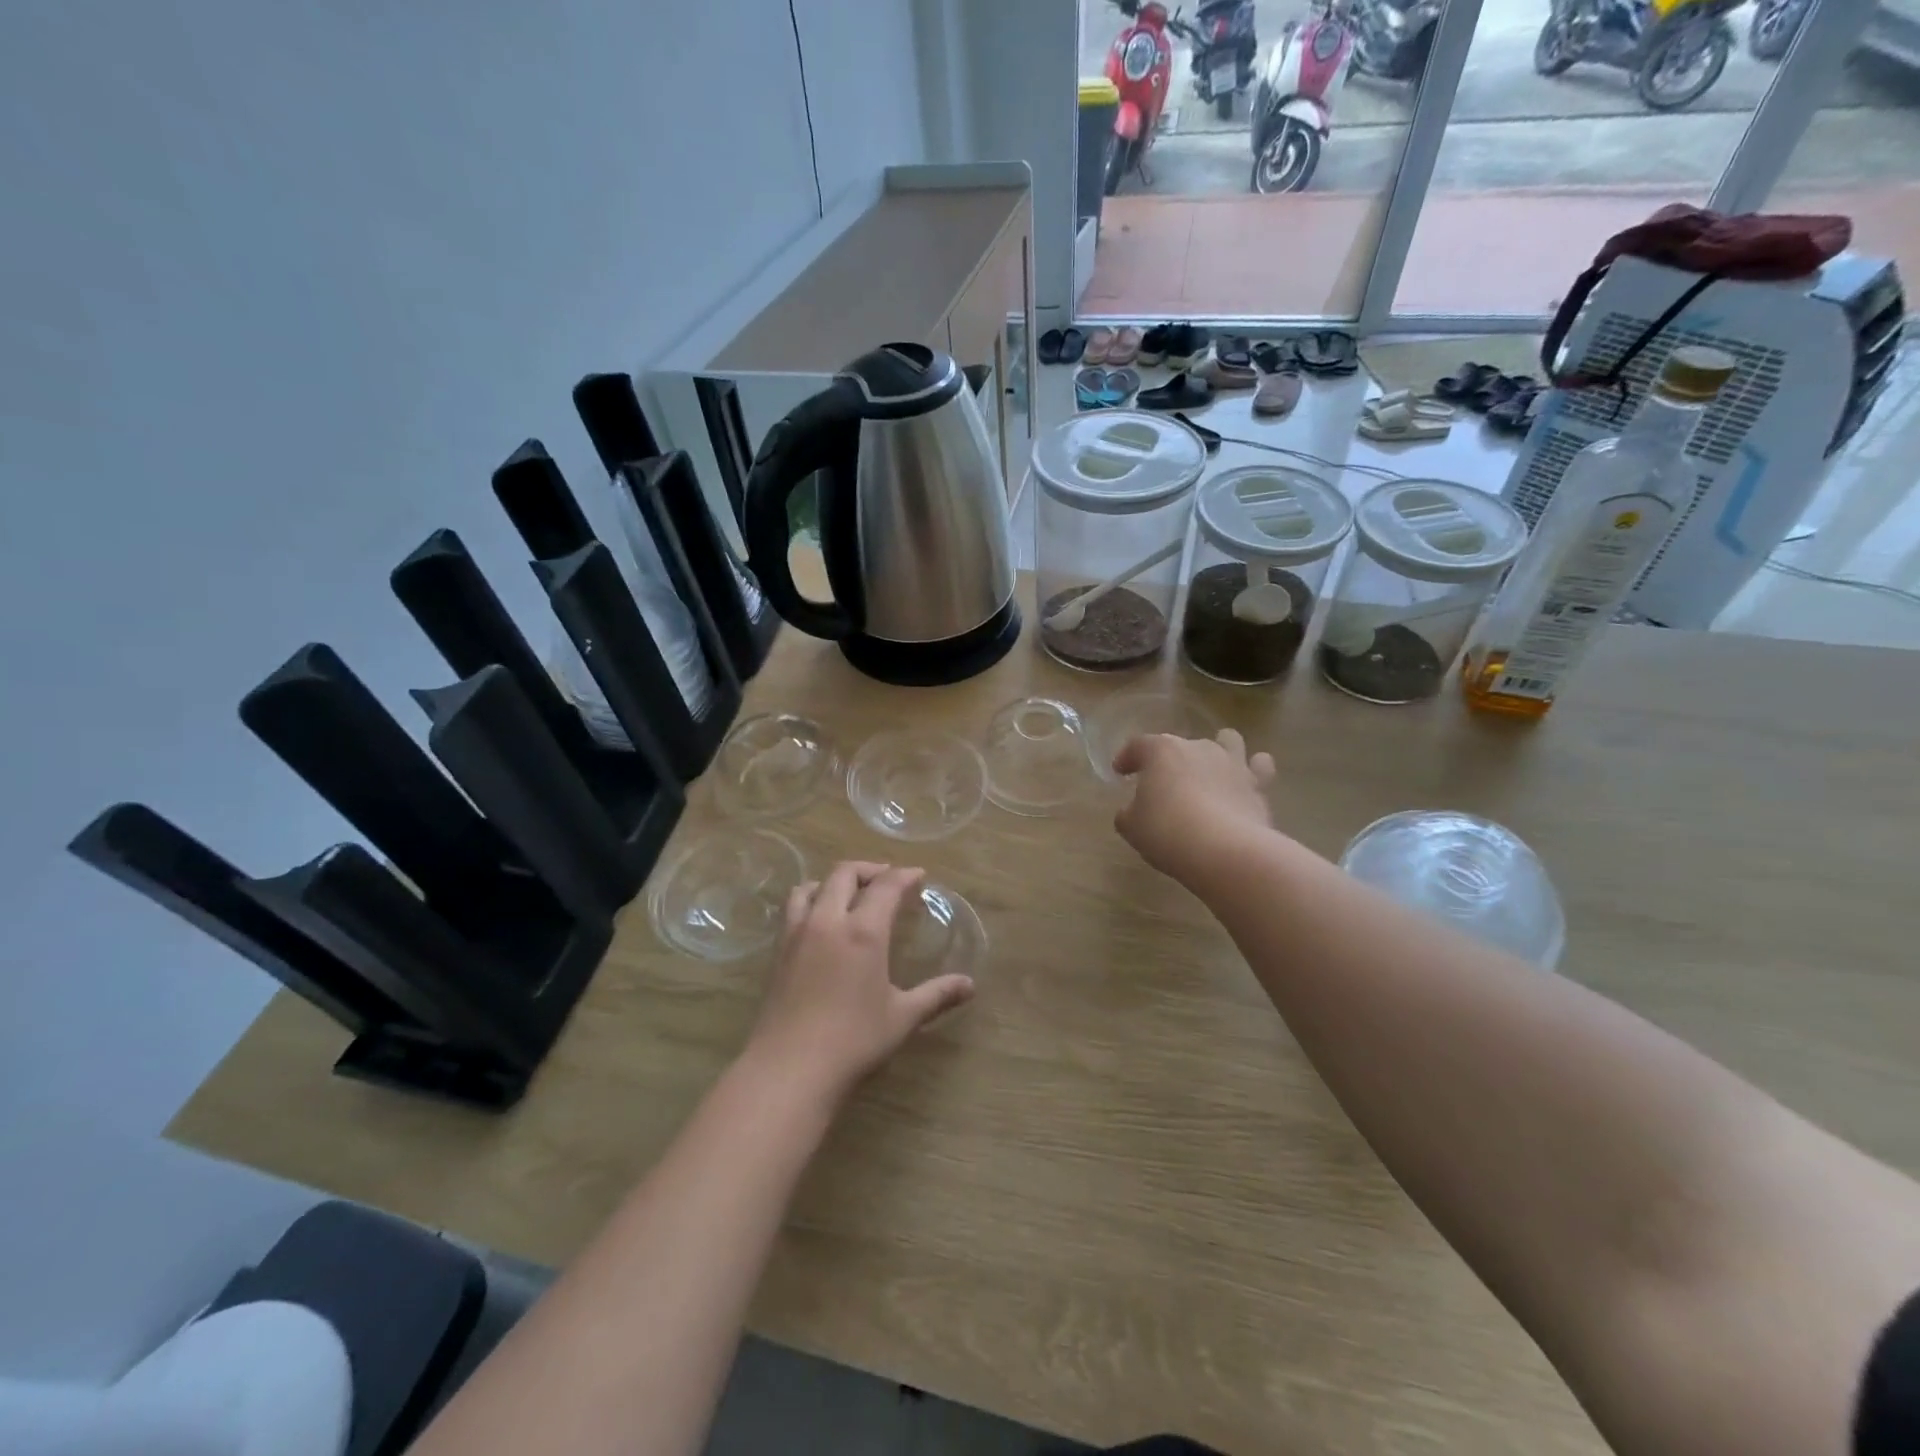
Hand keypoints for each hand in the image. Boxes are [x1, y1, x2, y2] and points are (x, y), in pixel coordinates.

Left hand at [747, 861, 975, 1101]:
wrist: (789, 1068)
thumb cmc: (853, 1041)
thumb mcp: (902, 1017)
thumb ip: (936, 995)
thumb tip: (970, 985)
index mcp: (863, 931)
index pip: (886, 887)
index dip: (904, 876)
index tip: (918, 875)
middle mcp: (828, 920)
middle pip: (845, 873)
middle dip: (869, 869)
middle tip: (887, 878)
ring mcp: (798, 933)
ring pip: (812, 886)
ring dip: (834, 880)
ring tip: (848, 893)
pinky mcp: (778, 951)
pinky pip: (793, 908)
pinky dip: (810, 899)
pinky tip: (820, 921)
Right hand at [1112, 729, 1276, 885]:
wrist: (1225, 851)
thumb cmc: (1166, 832)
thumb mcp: (1131, 827)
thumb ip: (1128, 814)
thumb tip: (1132, 812)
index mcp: (1162, 751)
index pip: (1138, 745)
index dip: (1127, 757)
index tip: (1120, 772)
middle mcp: (1198, 747)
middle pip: (1181, 744)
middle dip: (1172, 760)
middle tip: (1164, 784)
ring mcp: (1232, 763)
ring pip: (1228, 740)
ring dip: (1219, 750)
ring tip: (1212, 770)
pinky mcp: (1258, 785)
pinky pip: (1259, 768)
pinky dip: (1253, 772)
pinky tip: (1246, 784)